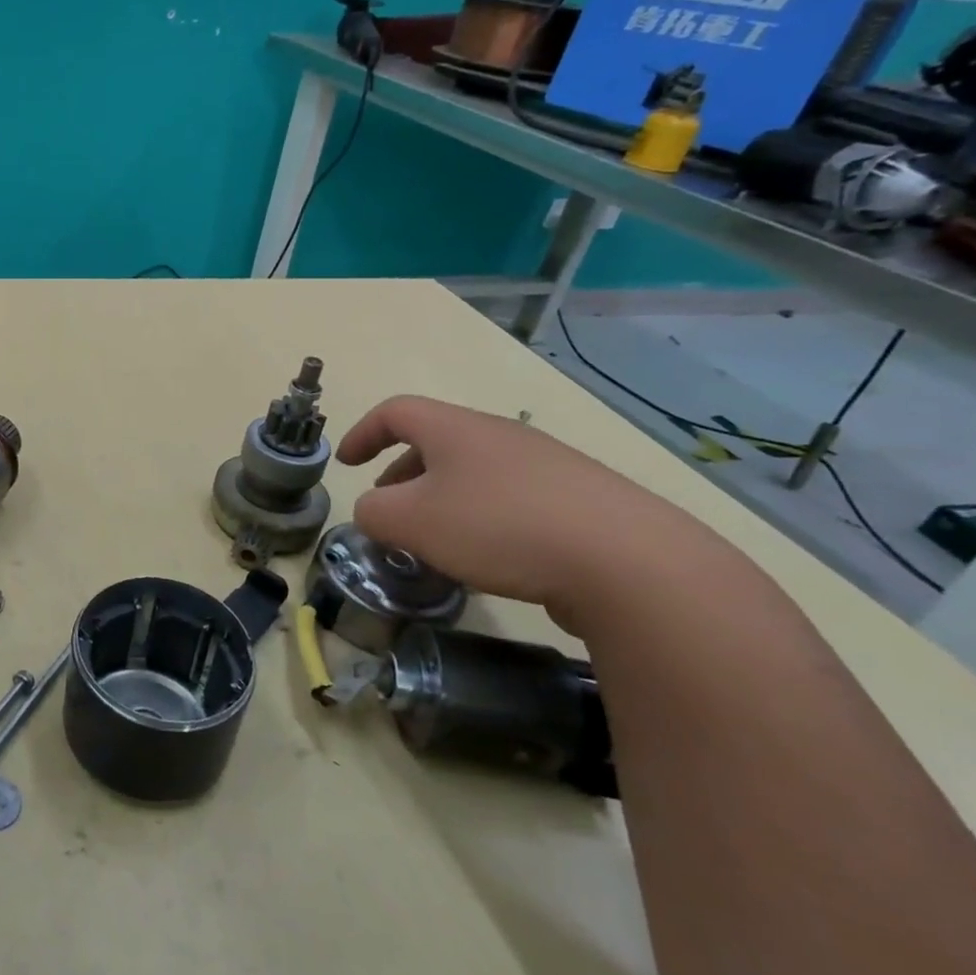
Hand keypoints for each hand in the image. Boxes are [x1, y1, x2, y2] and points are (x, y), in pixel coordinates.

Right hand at [336, 394, 720, 620]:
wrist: (629, 562)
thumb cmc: (499, 527)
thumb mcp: (410, 521)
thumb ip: (373, 512)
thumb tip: (374, 511)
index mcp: (456, 429)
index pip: (395, 411)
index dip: (362, 433)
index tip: (345, 463)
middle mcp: (501, 436)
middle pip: (436, 442)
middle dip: (401, 474)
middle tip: (388, 511)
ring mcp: (547, 466)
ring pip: (474, 473)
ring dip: (442, 500)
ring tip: (436, 542)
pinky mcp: (581, 501)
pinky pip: (511, 499)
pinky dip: (483, 519)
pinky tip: (491, 560)